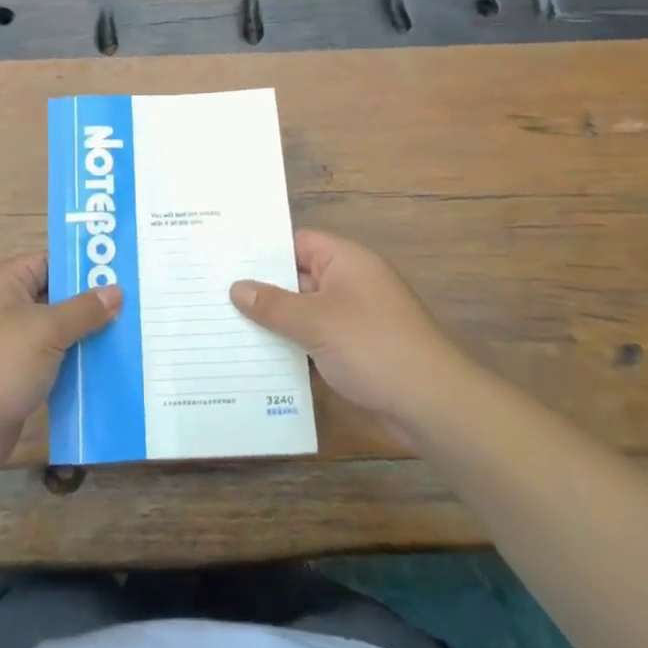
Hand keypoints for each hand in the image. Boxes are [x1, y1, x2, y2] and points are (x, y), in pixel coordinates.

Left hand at [0, 252, 120, 482]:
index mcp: (1, 283)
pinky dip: (71, 368)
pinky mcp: (10, 381)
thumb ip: (83, 310)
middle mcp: (0, 309)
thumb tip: (115, 291)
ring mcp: (4, 347)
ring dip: (83, 340)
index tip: (121, 274)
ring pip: (52, 335)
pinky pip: (48, 365)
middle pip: (52, 299)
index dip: (82, 268)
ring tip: (129, 338)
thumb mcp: (47, 329)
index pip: (48, 263)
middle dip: (89, 306)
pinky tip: (105, 373)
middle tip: (133, 307)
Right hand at [232, 230, 466, 439]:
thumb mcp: (315, 321)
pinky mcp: (355, 352)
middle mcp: (350, 284)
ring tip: (226, 327)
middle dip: (262, 290)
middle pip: (298, 278)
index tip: (226, 258)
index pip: (297, 243)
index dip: (264, 250)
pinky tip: (258, 360)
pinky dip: (293, 349)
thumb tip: (236, 288)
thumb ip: (273, 304)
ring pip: (304, 314)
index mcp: (346, 261)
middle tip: (215, 294)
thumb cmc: (373, 346)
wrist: (432, 404)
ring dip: (275, 324)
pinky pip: (315, 341)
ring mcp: (354, 319)